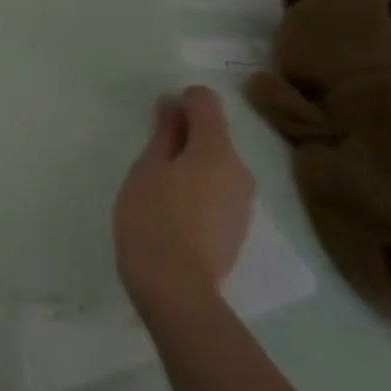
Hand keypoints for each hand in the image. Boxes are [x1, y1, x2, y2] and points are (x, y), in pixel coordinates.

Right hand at [115, 85, 254, 312]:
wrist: (176, 289)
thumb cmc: (152, 219)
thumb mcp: (147, 169)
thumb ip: (163, 134)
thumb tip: (173, 104)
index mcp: (216, 150)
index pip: (206, 103)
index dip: (182, 101)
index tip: (158, 119)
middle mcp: (240, 170)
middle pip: (214, 136)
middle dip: (186, 137)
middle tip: (151, 159)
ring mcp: (244, 202)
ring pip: (218, 167)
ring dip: (193, 166)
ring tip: (160, 190)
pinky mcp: (239, 228)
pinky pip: (220, 193)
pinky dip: (200, 191)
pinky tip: (176, 215)